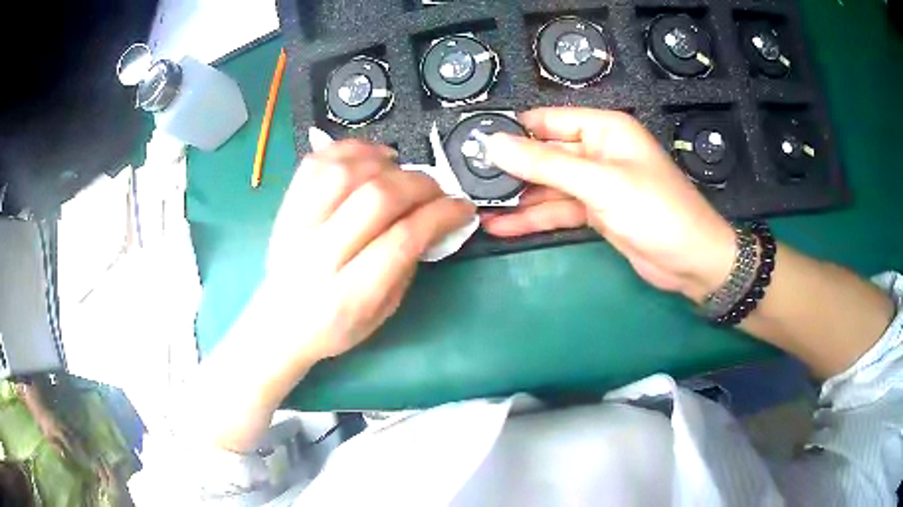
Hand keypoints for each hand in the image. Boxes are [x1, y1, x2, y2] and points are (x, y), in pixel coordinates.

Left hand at [264, 139, 474, 365]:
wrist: (280, 323)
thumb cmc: (335, 326)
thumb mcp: (382, 313)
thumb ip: (407, 265)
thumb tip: (433, 220)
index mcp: (349, 294)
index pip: (402, 239)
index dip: (440, 215)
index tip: (462, 207)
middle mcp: (319, 255)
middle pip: (376, 199)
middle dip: (419, 185)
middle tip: (437, 190)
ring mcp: (297, 226)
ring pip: (345, 173)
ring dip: (385, 163)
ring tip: (402, 171)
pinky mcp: (286, 207)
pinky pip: (316, 163)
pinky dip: (350, 149)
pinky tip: (370, 158)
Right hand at [482, 107, 735, 301]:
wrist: (692, 262)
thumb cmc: (656, 211)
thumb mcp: (599, 183)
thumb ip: (546, 164)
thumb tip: (493, 144)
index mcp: (603, 129)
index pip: (546, 121)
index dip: (511, 131)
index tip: (471, 145)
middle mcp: (597, 151)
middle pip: (544, 154)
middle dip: (509, 168)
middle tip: (466, 181)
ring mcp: (595, 184)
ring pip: (548, 186)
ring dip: (516, 197)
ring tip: (475, 206)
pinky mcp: (595, 213)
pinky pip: (558, 210)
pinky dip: (533, 218)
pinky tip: (501, 226)